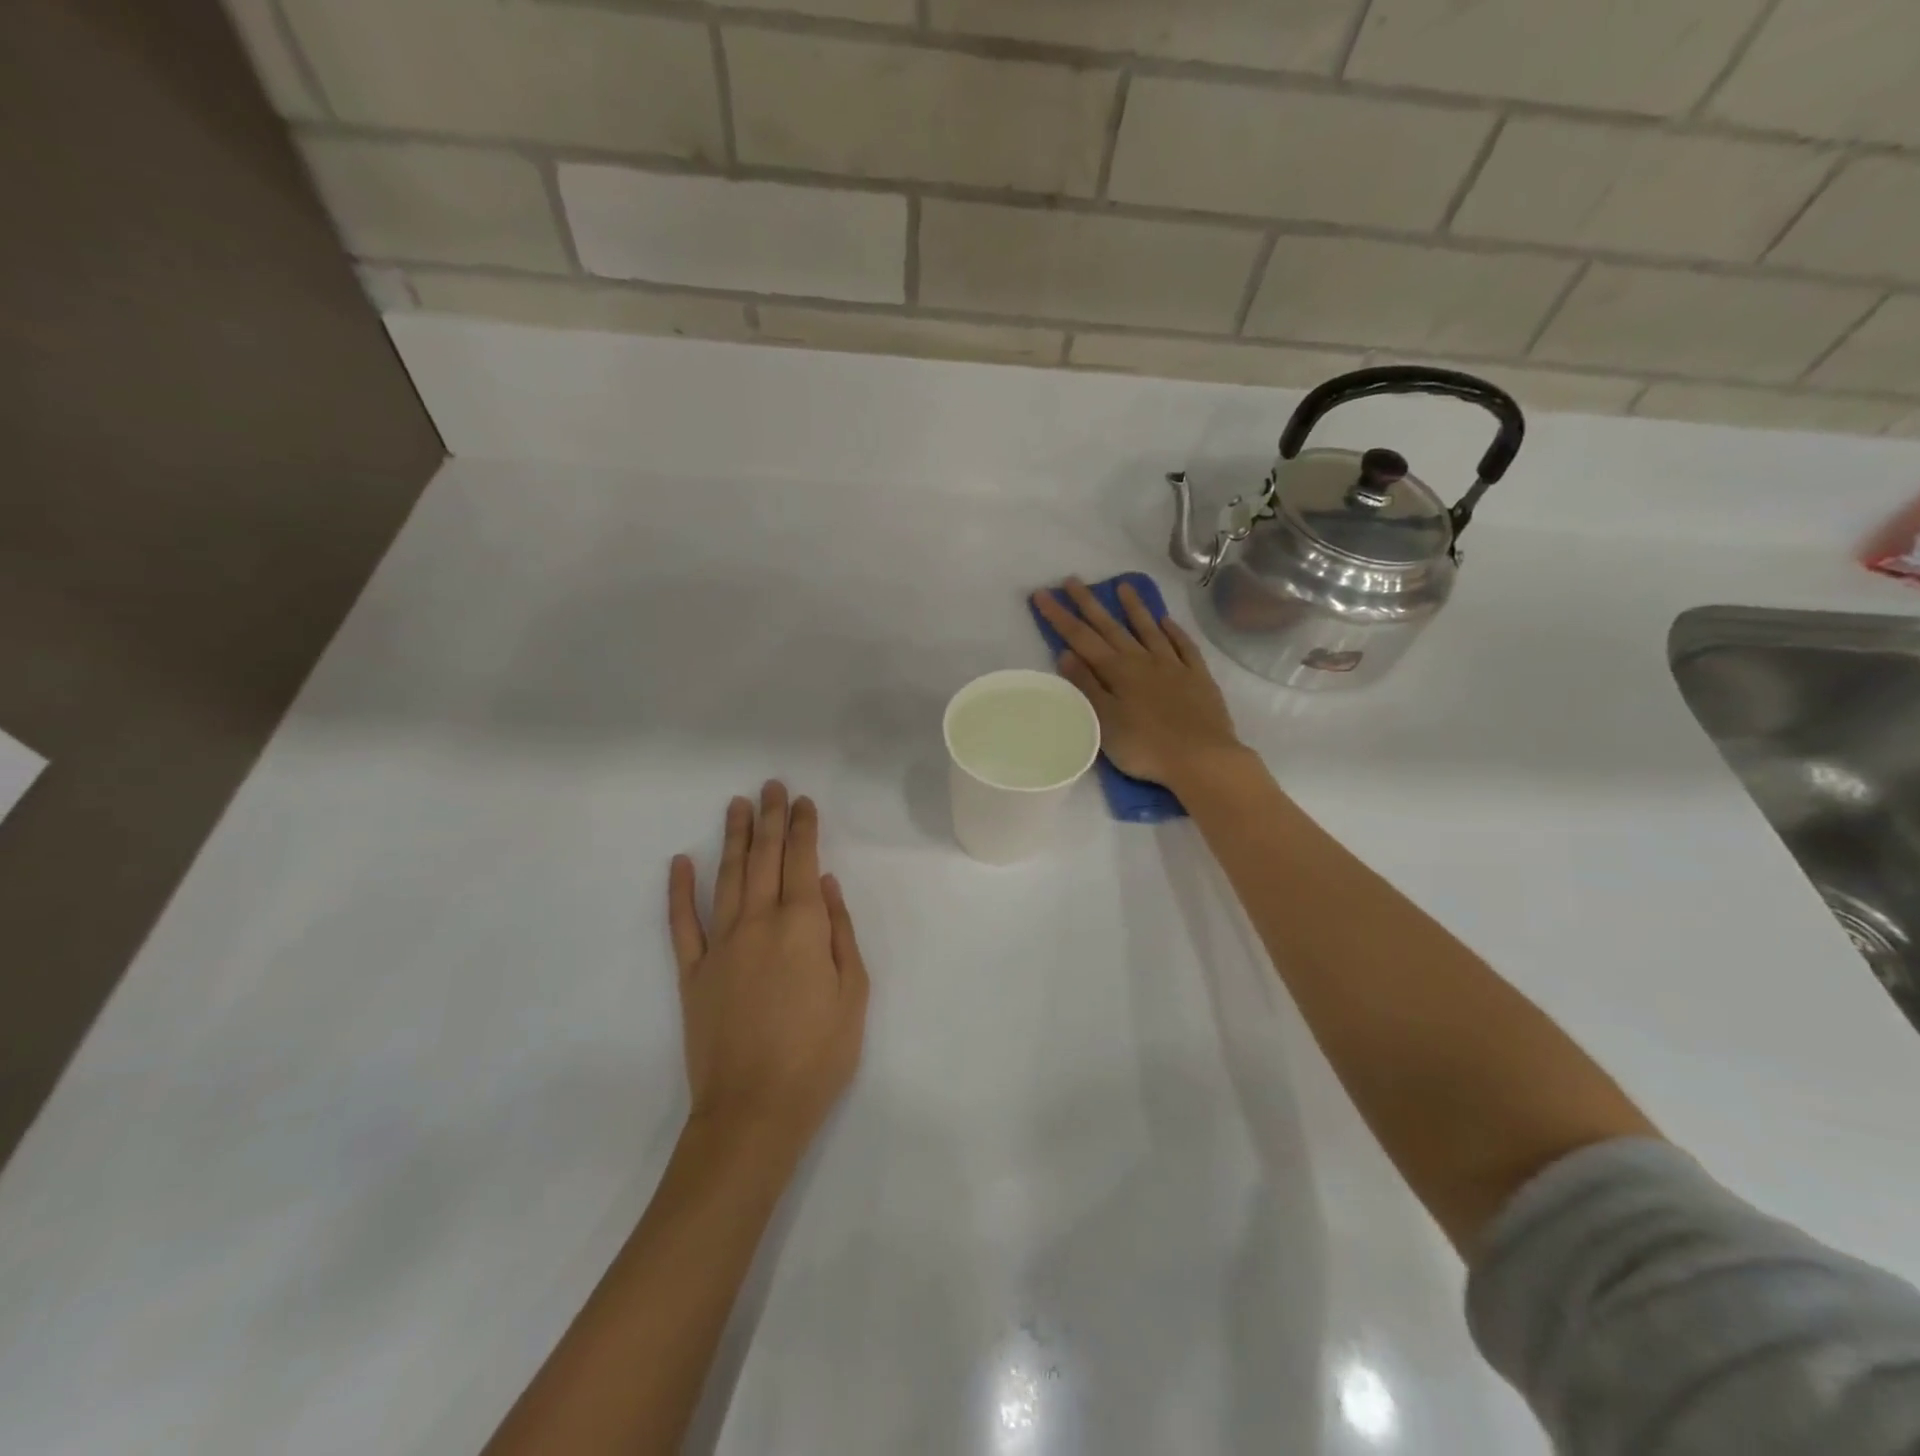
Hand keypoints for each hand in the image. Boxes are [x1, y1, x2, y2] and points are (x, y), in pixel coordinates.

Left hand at [668, 783, 869, 1158]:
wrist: (754, 1110)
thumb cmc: (818, 1053)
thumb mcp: (853, 992)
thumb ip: (840, 933)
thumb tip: (827, 886)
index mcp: (802, 926)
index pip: (803, 861)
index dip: (803, 827)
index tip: (802, 800)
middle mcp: (758, 923)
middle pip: (764, 859)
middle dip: (769, 818)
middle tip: (770, 786)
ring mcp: (719, 945)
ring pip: (727, 877)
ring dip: (733, 838)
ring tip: (736, 805)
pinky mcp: (691, 972)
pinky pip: (682, 923)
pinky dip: (679, 890)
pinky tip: (681, 862)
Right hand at [1032, 578, 1245, 788]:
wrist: (1203, 759)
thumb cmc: (1145, 747)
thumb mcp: (1104, 722)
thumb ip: (1086, 686)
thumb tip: (1066, 653)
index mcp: (1117, 671)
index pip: (1081, 638)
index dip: (1060, 616)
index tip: (1042, 593)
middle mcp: (1144, 661)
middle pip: (1112, 627)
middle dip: (1090, 603)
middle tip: (1073, 580)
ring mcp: (1174, 666)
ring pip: (1149, 629)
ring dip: (1135, 608)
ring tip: (1124, 586)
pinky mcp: (1198, 677)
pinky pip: (1184, 646)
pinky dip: (1174, 631)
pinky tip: (1167, 621)